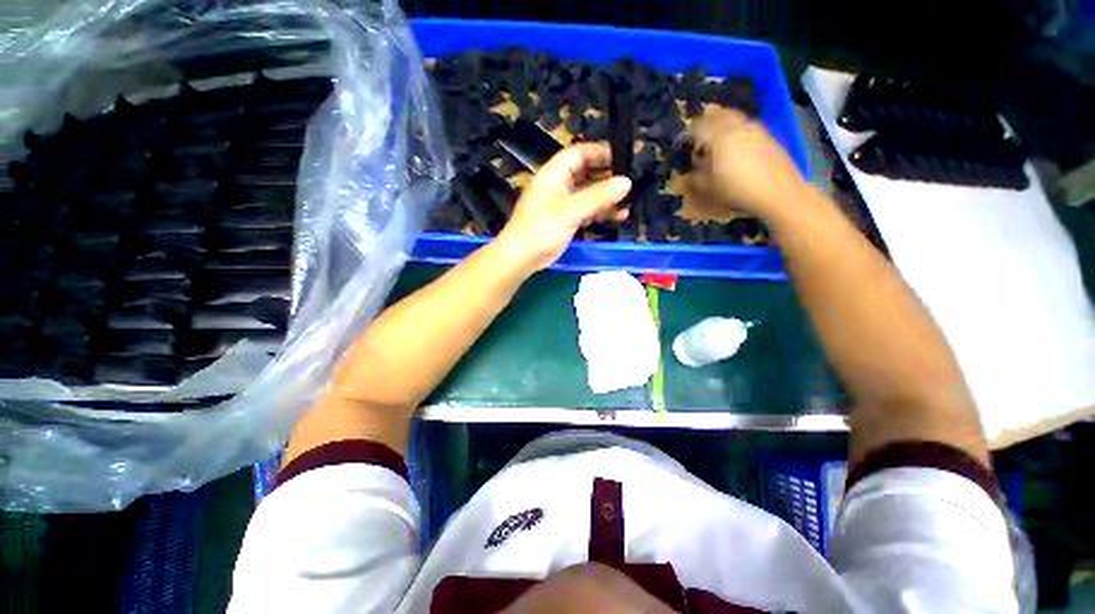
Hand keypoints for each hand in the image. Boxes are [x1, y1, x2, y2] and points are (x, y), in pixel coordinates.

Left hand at [496, 142, 631, 271]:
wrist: (522, 257)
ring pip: (589, 193)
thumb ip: (598, 196)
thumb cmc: (541, 229)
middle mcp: (560, 184)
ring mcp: (563, 203)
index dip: (601, 152)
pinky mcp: (566, 220)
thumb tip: (626, 182)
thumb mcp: (571, 210)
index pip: (580, 153)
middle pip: (587, 173)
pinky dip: (601, 212)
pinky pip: (587, 210)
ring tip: (629, 201)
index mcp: (555, 173)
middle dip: (608, 177)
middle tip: (631, 182)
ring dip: (607, 197)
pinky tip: (618, 215)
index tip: (624, 158)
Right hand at [689, 108, 808, 218]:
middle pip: (718, 115)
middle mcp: (737, 126)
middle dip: (707, 125)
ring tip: (719, 146)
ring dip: (723, 128)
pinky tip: (738, 152)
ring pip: (734, 119)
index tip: (685, 146)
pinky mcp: (768, 135)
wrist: (779, 192)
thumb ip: (695, 176)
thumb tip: (690, 170)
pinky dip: (737, 133)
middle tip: (701, 141)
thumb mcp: (708, 188)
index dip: (689, 135)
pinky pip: (746, 127)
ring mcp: (755, 128)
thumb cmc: (738, 190)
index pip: (698, 126)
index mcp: (719, 136)